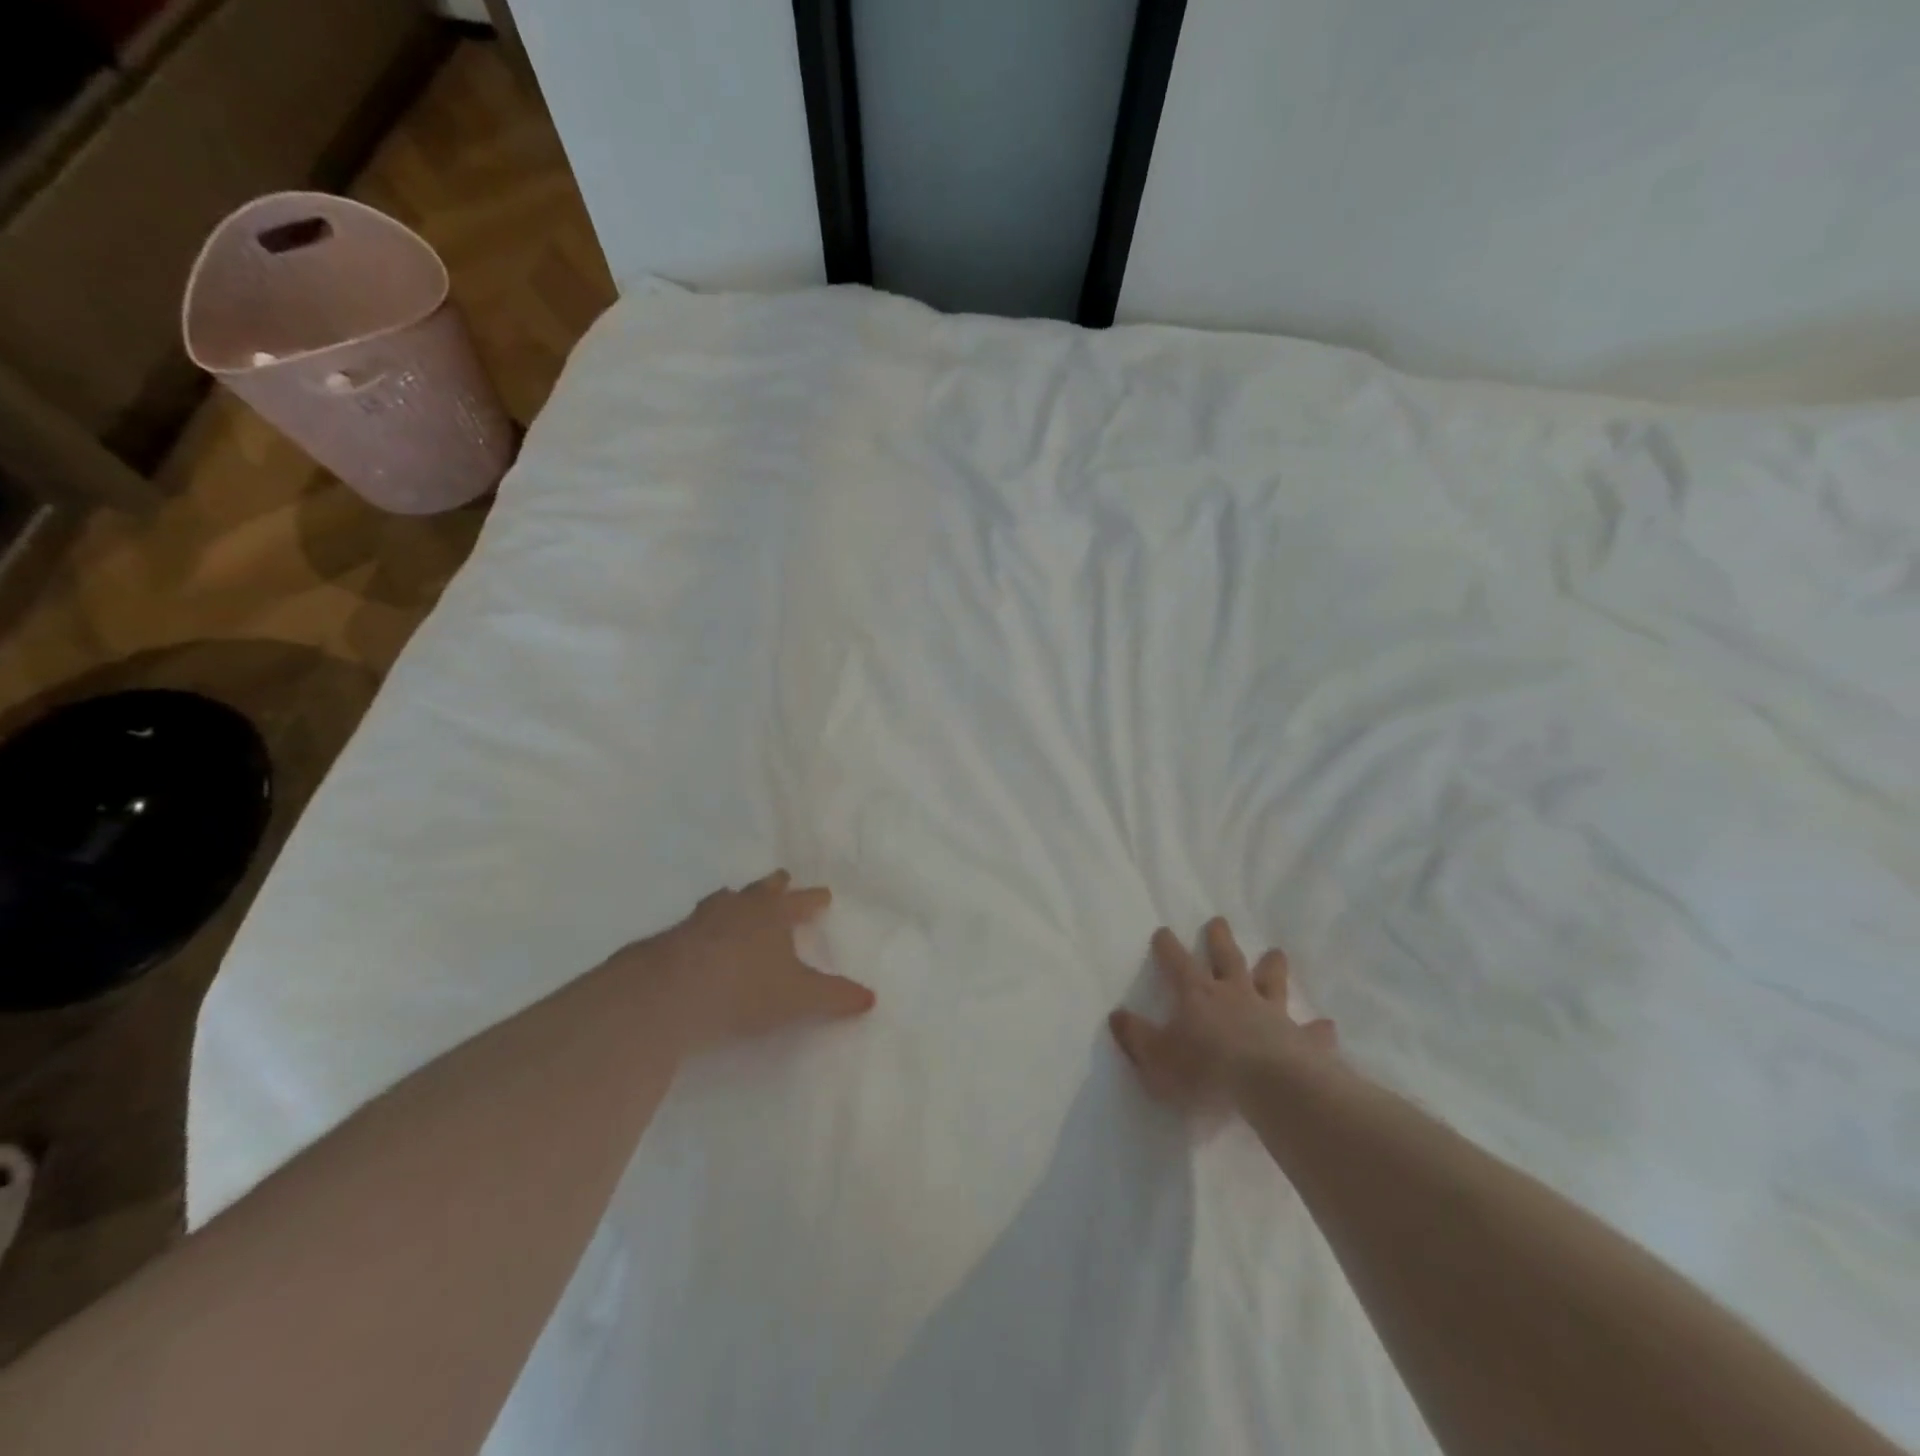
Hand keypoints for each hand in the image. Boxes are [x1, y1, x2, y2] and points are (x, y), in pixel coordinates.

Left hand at [615, 871, 875, 1051]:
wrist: (670, 993)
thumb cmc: (746, 988)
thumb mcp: (799, 998)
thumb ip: (835, 997)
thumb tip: (871, 998)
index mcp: (773, 914)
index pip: (800, 901)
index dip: (813, 900)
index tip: (824, 895)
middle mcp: (738, 908)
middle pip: (760, 890)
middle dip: (774, 886)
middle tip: (781, 880)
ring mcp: (700, 920)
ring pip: (722, 901)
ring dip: (733, 901)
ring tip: (734, 900)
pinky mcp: (668, 940)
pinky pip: (692, 927)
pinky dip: (701, 929)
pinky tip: (697, 940)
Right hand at [1109, 918, 1336, 1117]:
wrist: (1268, 1085)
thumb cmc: (1205, 1070)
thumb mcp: (1157, 1057)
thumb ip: (1136, 1037)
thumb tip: (1117, 1015)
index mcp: (1197, 994)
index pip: (1177, 962)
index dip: (1168, 947)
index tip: (1163, 930)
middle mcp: (1234, 994)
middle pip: (1226, 958)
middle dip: (1219, 939)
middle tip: (1218, 921)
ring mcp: (1271, 1013)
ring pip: (1271, 982)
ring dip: (1272, 967)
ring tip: (1276, 953)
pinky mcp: (1301, 1039)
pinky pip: (1311, 1032)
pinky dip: (1317, 1029)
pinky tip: (1326, 1026)